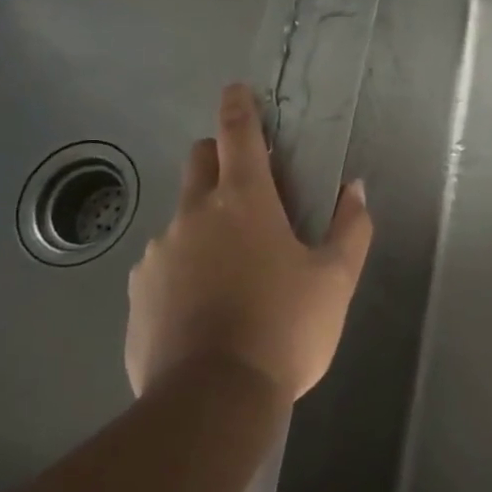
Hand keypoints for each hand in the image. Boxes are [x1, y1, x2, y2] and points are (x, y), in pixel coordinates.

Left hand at [126, 84, 372, 404]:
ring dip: (205, 222)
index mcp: (243, 201)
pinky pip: (162, 264)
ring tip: (231, 270)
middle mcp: (193, 215)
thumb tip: (353, 190)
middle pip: (200, 162)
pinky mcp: (138, 293)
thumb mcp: (335, 281)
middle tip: (248, 187)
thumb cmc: (284, 330)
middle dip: (220, 157)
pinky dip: (183, 268)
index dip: (238, 106)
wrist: (212, 402)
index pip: (238, 134)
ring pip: (181, 217)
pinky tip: (203, 308)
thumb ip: (350, 228)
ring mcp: (158, 254)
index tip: (236, 89)